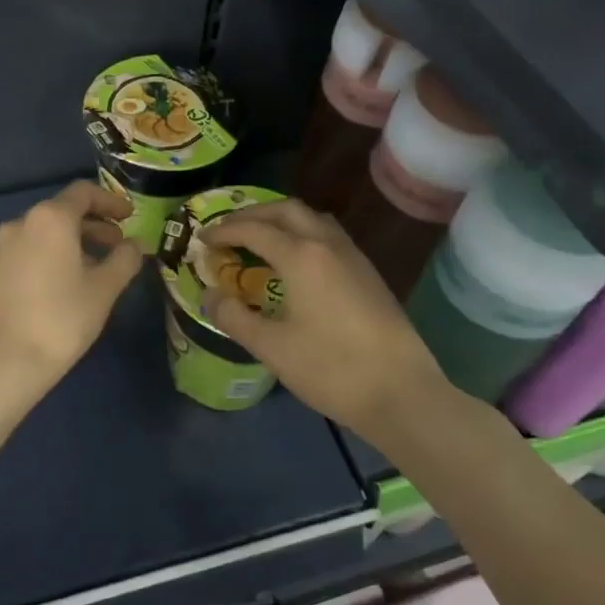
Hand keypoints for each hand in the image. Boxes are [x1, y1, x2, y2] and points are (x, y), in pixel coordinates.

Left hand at [0, 181, 143, 391]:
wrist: (1, 362)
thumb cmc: (61, 319)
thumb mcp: (104, 289)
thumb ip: (125, 259)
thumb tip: (137, 243)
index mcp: (49, 219)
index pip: (83, 193)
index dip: (110, 201)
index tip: (129, 217)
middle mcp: (20, 224)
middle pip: (62, 212)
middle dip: (93, 225)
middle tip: (117, 247)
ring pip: (43, 234)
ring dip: (72, 243)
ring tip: (94, 270)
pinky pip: (26, 253)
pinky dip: (50, 258)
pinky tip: (62, 287)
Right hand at [198, 200, 453, 445]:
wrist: (402, 393)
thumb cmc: (331, 369)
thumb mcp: (272, 347)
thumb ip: (234, 317)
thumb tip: (210, 295)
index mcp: (301, 256)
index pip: (254, 229)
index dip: (223, 230)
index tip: (201, 238)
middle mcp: (328, 245)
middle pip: (286, 210)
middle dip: (252, 214)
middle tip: (227, 231)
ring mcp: (354, 257)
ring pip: (312, 219)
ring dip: (281, 220)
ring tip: (259, 240)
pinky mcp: (368, 273)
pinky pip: (329, 236)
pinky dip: (303, 234)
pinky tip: (295, 262)